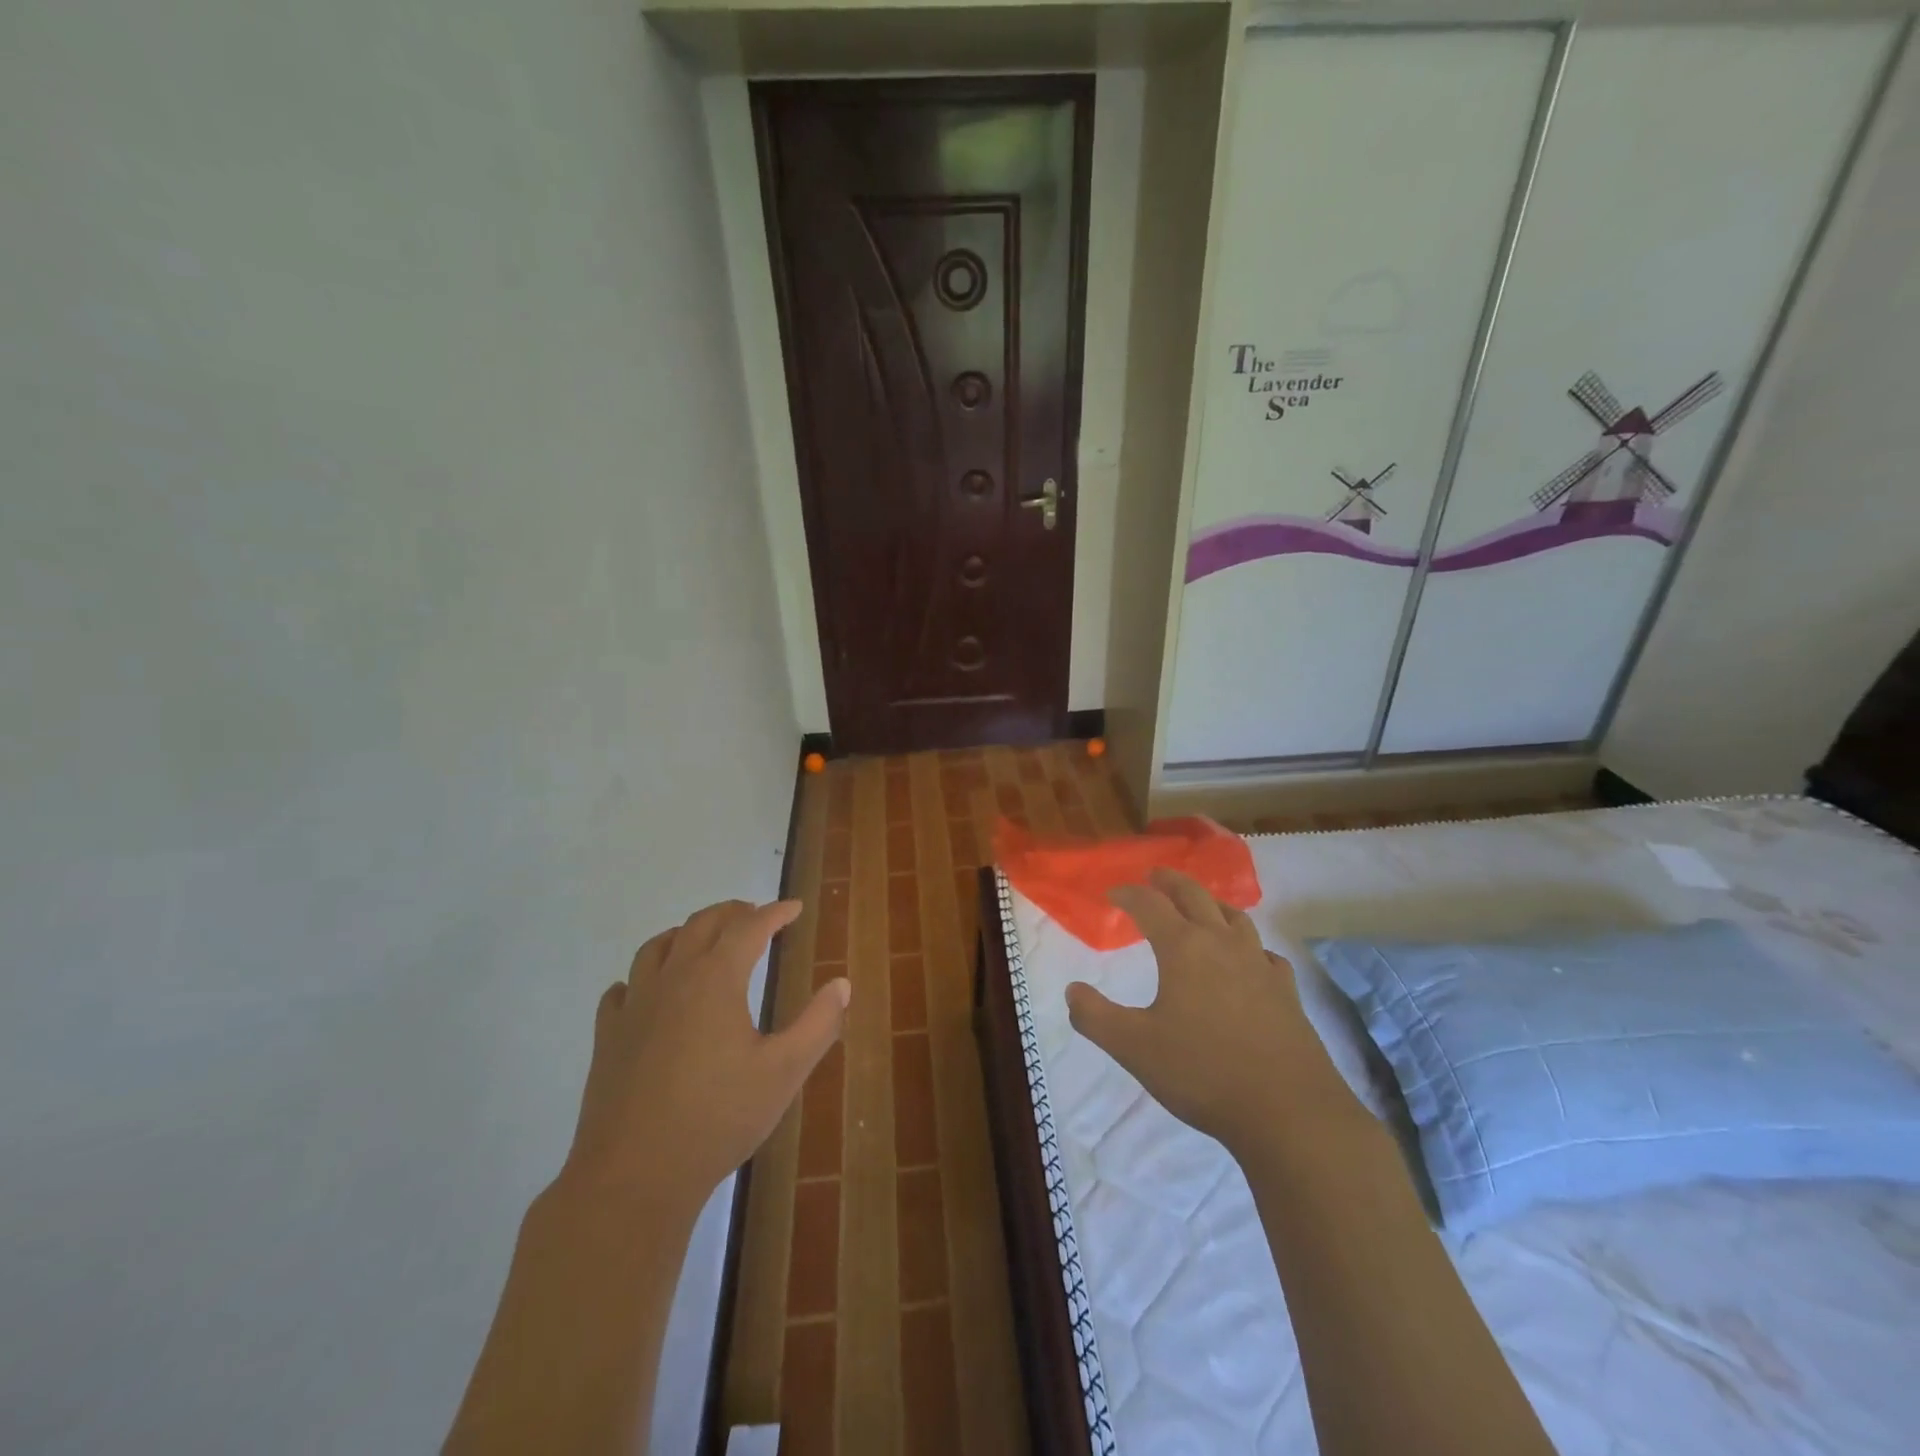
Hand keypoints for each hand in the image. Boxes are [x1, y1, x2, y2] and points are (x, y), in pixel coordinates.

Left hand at [561, 899, 849, 1205]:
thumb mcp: (784, 1071)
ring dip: (686, 933)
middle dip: (732, 912)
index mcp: (716, 979)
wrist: (634, 1176)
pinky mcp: (608, 1037)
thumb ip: (818, 1023)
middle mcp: (672, 979)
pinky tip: (650, 992)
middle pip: (701, 925)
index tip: (795, 907)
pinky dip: (643, 977)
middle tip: (755, 914)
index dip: (776, 913)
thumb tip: (841, 984)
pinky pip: (623, 988)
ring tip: (704, 940)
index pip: (750, 927)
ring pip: (657, 947)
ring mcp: (634, 1006)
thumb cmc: (718, 1118)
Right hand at [1065, 869, 1345, 1154]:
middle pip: (1195, 896)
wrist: (1289, 1111)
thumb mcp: (1134, 1048)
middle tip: (1155, 877)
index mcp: (1184, 948)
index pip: (1150, 905)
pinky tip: (1248, 959)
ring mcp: (1259, 965)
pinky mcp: (1286, 991)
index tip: (1112, 893)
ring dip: (1211, 903)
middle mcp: (1222, 944)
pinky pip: (1264, 952)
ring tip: (1201, 906)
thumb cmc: (1202, 1072)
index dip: (1128, 894)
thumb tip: (1072, 990)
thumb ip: (1095, 1017)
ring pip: (1235, 917)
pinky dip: (1248, 944)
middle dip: (1171, 882)